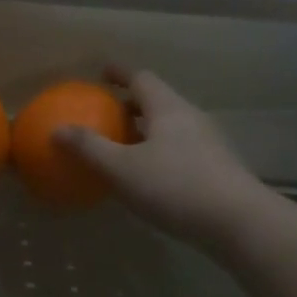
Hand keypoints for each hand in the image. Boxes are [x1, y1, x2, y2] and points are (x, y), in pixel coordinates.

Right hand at [54, 66, 265, 246]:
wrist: (239, 223)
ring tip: (123, 145)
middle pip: (158, 101)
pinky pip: (180, 149)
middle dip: (131, 104)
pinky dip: (159, 152)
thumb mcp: (121, 169)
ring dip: (146, 130)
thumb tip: (56, 130)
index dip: (119, 73)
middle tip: (107, 113)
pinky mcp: (217, 169)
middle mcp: (190, 118)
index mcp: (167, 108)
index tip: (102, 73)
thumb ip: (88, 147)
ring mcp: (208, 144)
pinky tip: (148, 176)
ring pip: (170, 127)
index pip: (141, 78)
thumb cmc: (175, 187)